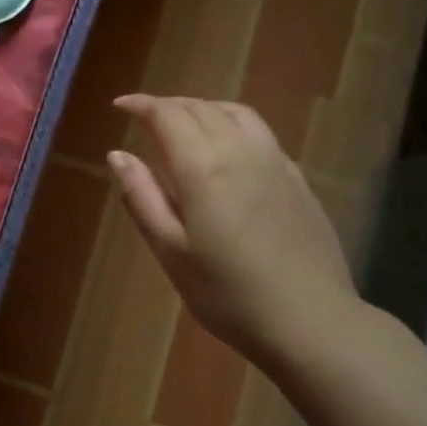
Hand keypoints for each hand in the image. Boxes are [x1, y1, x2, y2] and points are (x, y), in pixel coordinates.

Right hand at [110, 94, 357, 363]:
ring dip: (204, 107)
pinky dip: (233, 123)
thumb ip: (142, 197)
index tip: (120, 106)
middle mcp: (241, 152)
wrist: (309, 320)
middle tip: (145, 117)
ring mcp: (275, 163)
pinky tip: (227, 147)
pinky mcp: (297, 179)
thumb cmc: (227, 293)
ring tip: (184, 121)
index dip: (142, 105)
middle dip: (170, 105)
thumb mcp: (170, 251)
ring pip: (237, 113)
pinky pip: (261, 132)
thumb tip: (117, 155)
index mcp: (204, 168)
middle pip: (202, 108)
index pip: (168, 116)